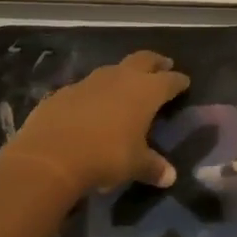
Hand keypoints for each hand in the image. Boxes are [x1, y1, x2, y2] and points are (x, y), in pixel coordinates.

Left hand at [1, 52, 190, 200]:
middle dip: (156, 62)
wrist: (51, 154)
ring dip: (123, 74)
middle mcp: (120, 78)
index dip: (178, 81)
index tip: (185, 82)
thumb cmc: (105, 156)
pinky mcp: (64, 91)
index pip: (169, 80)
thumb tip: (169, 177)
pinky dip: (94, 93)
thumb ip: (153, 167)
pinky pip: (86, 87)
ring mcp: (90, 81)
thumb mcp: (135, 165)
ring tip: (127, 85)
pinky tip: (92, 106)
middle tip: (164, 65)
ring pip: (113, 69)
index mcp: (145, 91)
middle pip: (143, 60)